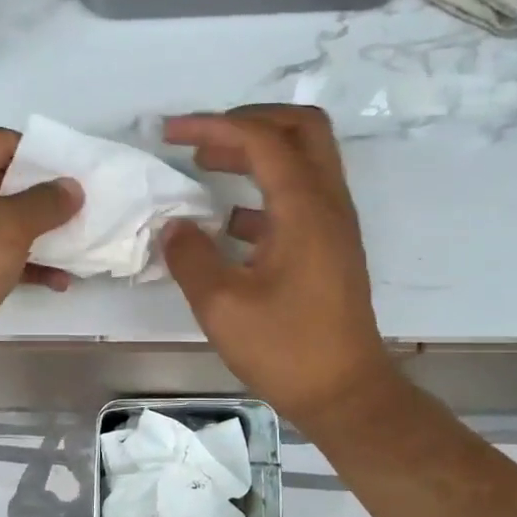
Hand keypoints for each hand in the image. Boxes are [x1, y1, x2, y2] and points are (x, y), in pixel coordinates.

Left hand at [0, 127, 81, 378]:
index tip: (81, 175)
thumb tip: (72, 188)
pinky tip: (59, 280)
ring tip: (82, 246)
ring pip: (2, 222)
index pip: (1, 142)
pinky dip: (24, 263)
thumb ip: (45, 202)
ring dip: (41, 234)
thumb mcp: (6, 227)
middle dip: (46, 198)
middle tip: (89, 209)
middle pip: (3, 181)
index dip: (43, 156)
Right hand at [162, 106, 394, 428]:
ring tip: (207, 168)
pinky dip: (264, 191)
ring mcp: (334, 225)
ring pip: (304, 160)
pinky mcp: (330, 248)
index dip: (212, 127)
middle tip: (202, 141)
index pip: (261, 139)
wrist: (345, 393)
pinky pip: (300, 196)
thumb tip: (174, 226)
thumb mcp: (222, 305)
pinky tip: (229, 223)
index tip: (170, 134)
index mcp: (304, 209)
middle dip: (247, 123)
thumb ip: (190, 257)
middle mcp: (328, 204)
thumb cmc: (286, 349)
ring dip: (257, 153)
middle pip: (300, 129)